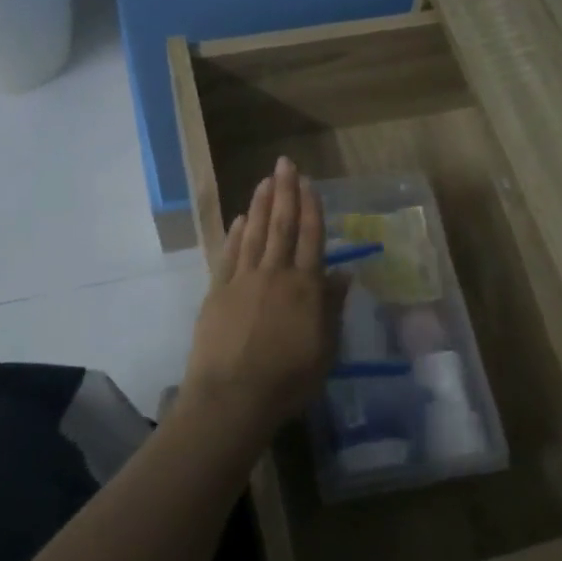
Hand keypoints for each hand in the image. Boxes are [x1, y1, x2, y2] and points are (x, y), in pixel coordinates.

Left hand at [182, 157, 342, 441]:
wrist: (232, 397)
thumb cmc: (288, 380)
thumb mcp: (325, 350)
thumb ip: (333, 308)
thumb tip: (344, 273)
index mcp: (305, 287)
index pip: (311, 237)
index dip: (311, 207)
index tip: (309, 181)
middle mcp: (275, 274)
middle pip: (282, 225)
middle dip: (285, 192)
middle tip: (284, 163)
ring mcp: (242, 280)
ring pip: (254, 233)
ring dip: (260, 205)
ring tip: (265, 181)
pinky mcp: (217, 292)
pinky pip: (229, 255)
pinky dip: (235, 234)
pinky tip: (239, 219)